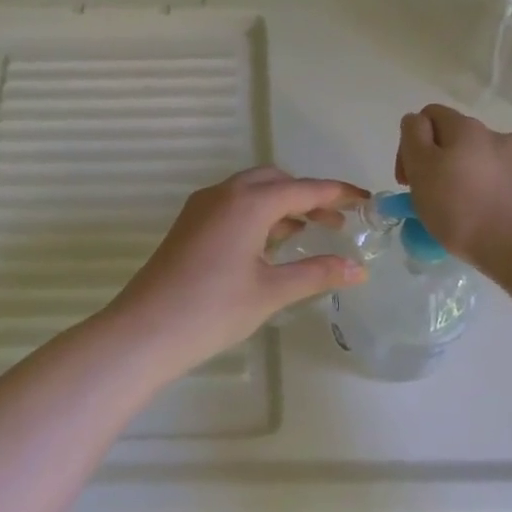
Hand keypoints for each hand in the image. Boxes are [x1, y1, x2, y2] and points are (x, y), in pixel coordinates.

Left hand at [105, 167, 369, 375]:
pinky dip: (258, 216)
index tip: (366, 200)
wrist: (146, 330)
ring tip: (310, 233)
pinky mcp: (189, 225)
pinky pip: (232, 206)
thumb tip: (358, 269)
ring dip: (282, 206)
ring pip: (251, 192)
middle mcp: (223, 194)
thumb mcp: (271, 291)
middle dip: (308, 196)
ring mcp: (201, 208)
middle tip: (336, 223)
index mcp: (248, 202)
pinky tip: (270, 245)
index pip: (304, 188)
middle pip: (275, 181)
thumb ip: (316, 273)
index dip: (338, 193)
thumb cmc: (214, 309)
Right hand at [395, 104, 511, 267]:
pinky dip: (496, 193)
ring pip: (484, 161)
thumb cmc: (465, 212)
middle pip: (458, 139)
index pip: (427, 116)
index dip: (410, 144)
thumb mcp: (423, 172)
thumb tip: (417, 124)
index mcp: (464, 128)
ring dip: (470, 177)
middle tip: (434, 199)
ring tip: (468, 213)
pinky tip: (495, 219)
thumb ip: (414, 141)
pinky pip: (509, 181)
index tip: (409, 180)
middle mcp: (496, 135)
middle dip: (441, 162)